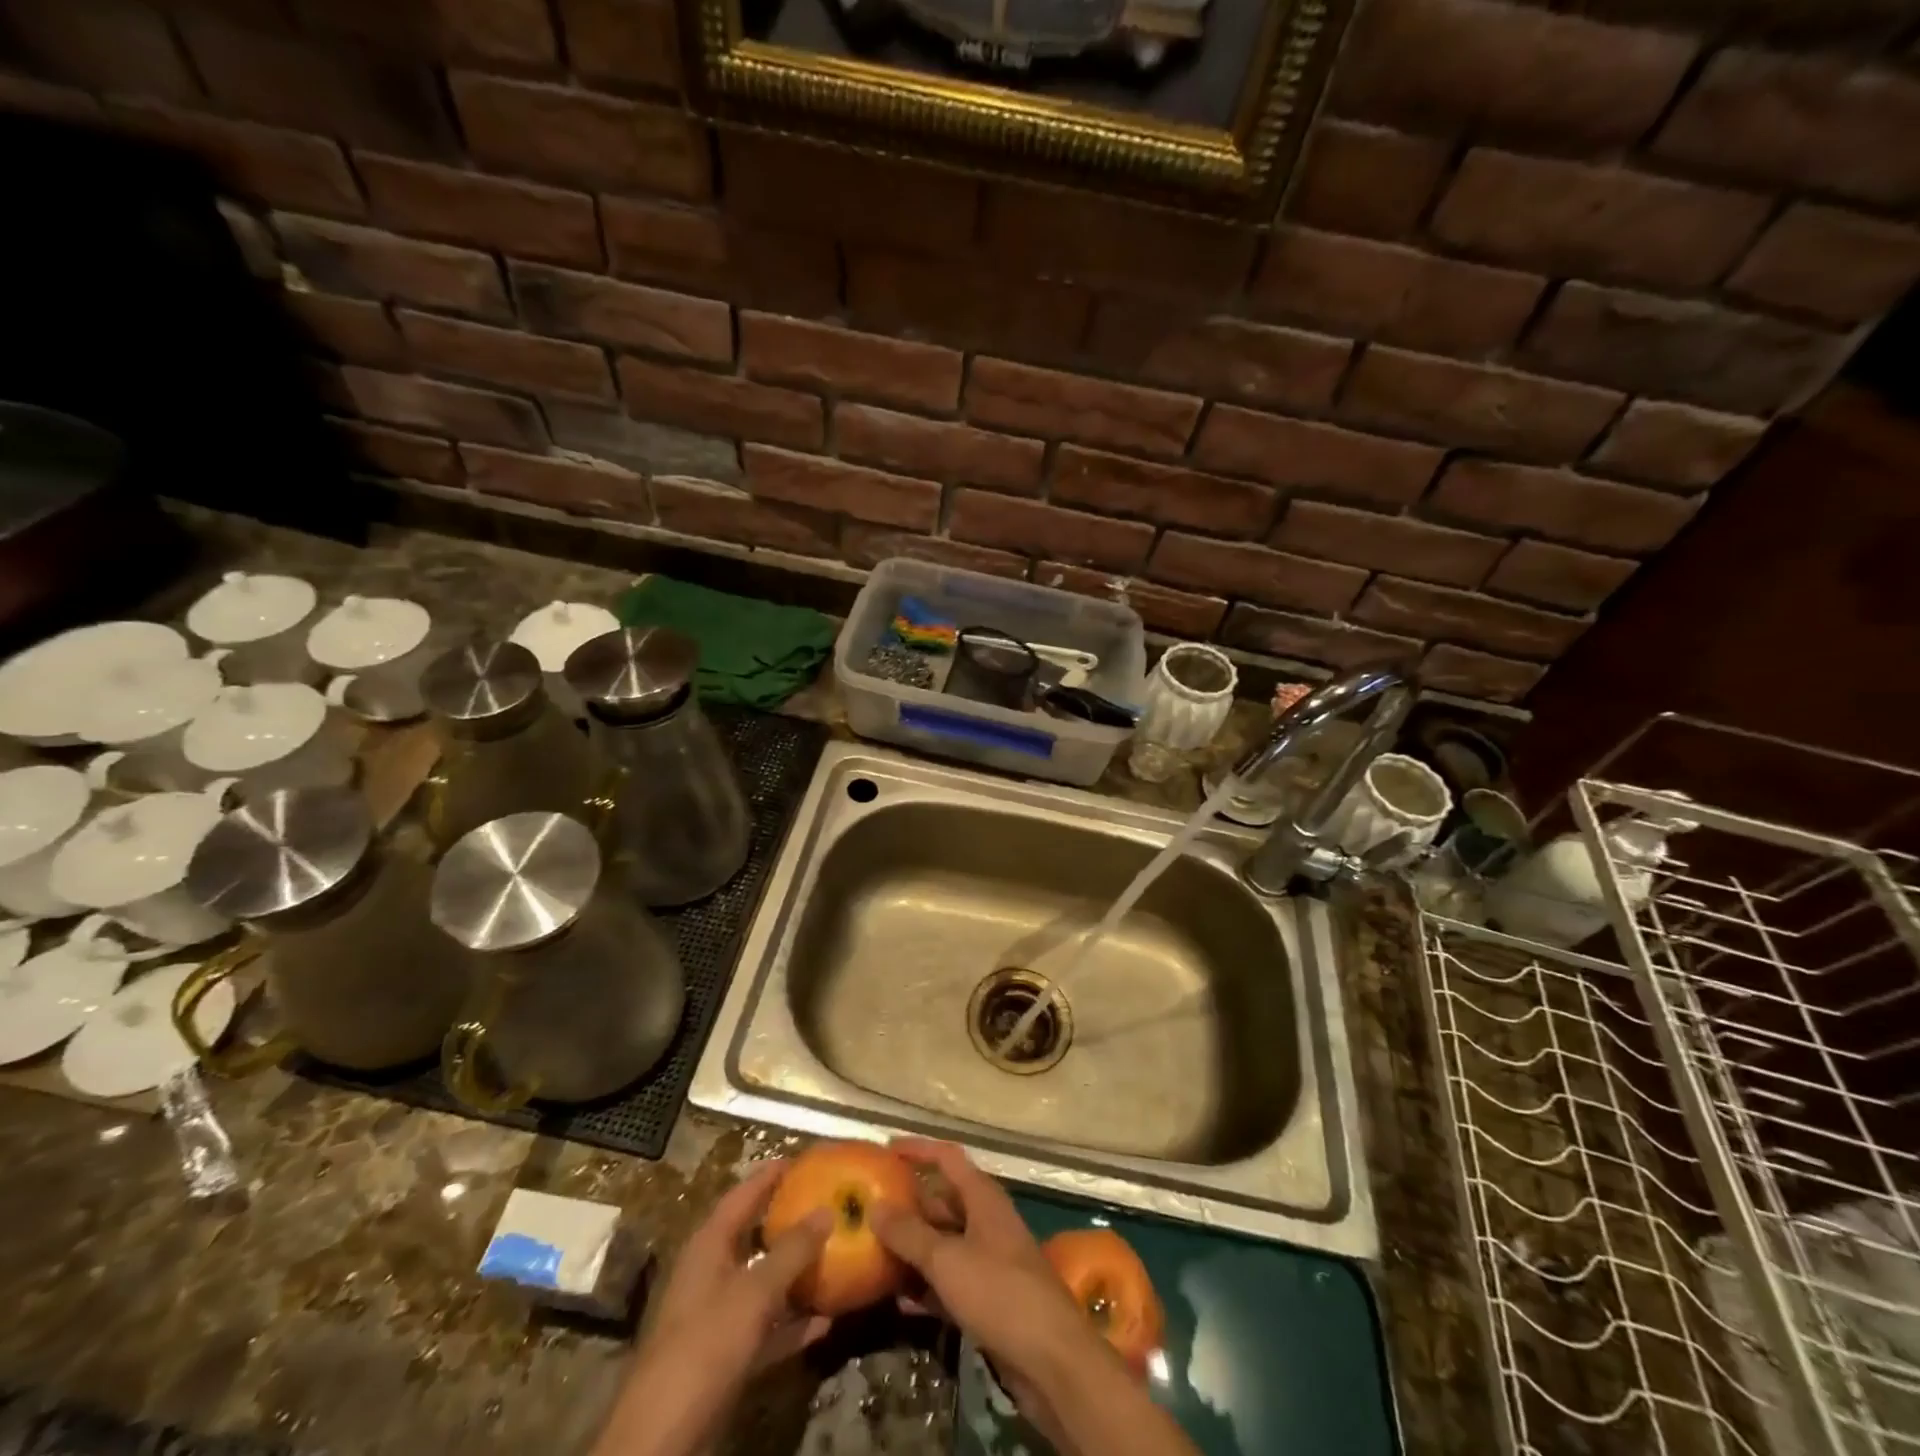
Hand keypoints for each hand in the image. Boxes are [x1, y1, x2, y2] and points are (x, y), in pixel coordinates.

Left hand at [592, 1160, 828, 1455]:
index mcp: (709, 1246)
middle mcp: (711, 1273)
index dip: (770, 1175)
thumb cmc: (706, 1345)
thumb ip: (792, 1251)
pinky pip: (765, 1327)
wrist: (662, 1436)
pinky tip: (825, 1321)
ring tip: (834, 1255)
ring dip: (795, 1273)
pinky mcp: (724, 1356)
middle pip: (753, 1236)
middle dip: (787, 1221)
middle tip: (825, 1203)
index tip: (801, 1159)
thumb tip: (826, 1210)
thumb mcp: (754, 1292)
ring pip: (762, 1282)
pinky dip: (792, 1322)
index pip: (742, 1195)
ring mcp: (716, 1317)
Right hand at [871, 1139, 1197, 1455]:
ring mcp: (988, 1260)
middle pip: (942, 1201)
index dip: (918, 1149)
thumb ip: (910, 1233)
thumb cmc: (1000, 1292)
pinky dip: (925, 1285)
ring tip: (872, 1252)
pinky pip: (949, 1280)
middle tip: (868, 1208)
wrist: (1051, 1359)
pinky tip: (896, 1299)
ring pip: (943, 1243)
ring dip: (912, 1248)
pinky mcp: (988, 1298)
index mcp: (983, 1197)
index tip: (886, 1148)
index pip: (947, 1158)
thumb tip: (875, 1206)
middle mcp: (986, 1221)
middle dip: (908, 1204)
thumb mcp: (947, 1259)